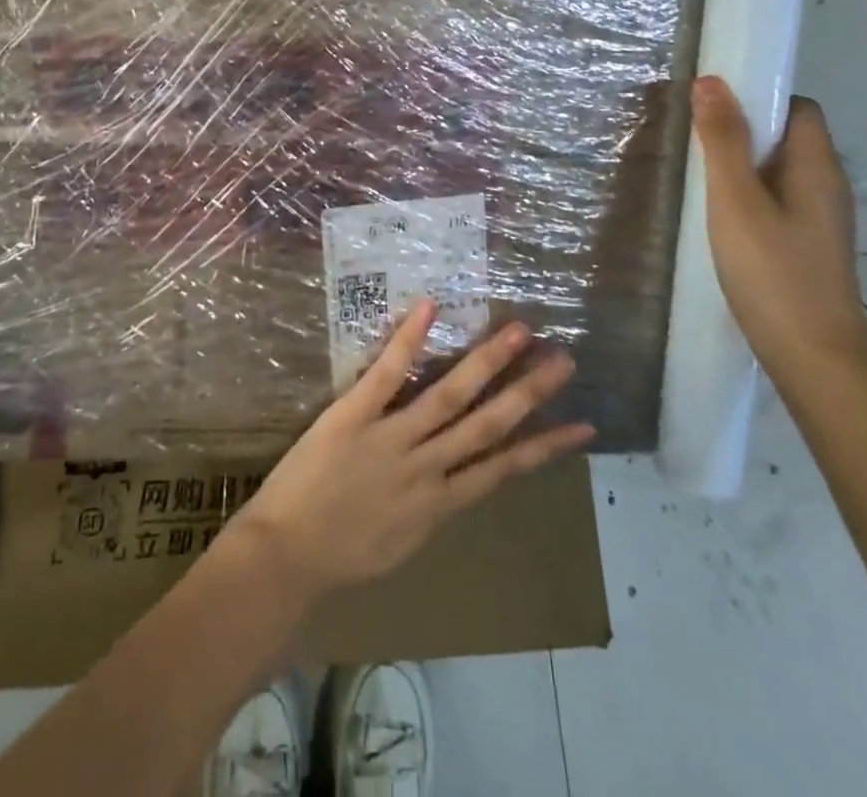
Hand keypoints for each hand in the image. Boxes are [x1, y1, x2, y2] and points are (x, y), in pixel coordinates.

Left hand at [232, 302, 593, 602]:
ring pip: (449, 396)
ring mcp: (390, 439)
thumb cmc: (340, 557)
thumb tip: (457, 481)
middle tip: (564, 360)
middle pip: (487, 425)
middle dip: (529, 392)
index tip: (582, 425)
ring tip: (519, 331)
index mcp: (439, 504)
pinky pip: (386, 374)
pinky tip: (429, 307)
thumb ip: (431, 509)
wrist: (284, 559)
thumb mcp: (401, 545)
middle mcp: (426, 468)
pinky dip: (409, 340)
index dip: (545, 446)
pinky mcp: (353, 416)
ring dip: (487, 362)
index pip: (503, 468)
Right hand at [691, 75, 866, 369]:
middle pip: (788, 138)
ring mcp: (819, 221)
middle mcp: (826, 186)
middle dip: (743, 130)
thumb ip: (722, 141)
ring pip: (779, 172)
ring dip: (741, 164)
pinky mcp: (806, 247)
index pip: (798, 108)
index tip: (712, 105)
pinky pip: (776, 201)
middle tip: (692, 137)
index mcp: (817, 167)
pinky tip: (716, 215)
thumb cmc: (772, 271)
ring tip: (696, 172)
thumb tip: (710, 81)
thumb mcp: (735, 200)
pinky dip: (747, 195)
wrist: (813, 356)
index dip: (759, 98)